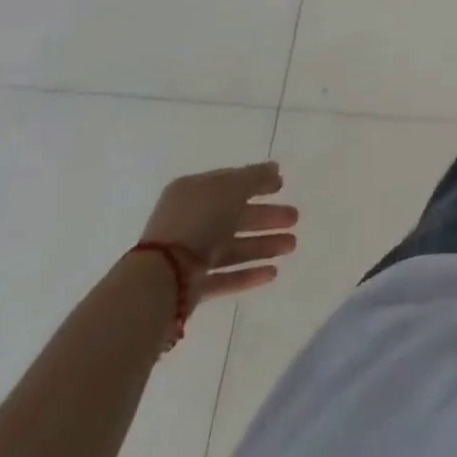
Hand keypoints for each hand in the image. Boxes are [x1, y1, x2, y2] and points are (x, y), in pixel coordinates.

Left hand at [139, 163, 297, 301]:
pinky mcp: (191, 287)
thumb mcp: (231, 189)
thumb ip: (255, 177)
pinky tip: (272, 273)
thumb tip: (274, 169)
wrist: (161, 281)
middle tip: (295, 218)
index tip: (282, 185)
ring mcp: (189, 256)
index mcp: (193, 192)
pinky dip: (248, 274)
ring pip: (233, 246)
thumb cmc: (197, 222)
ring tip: (291, 246)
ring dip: (263, 245)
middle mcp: (190, 221)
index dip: (257, 182)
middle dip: (266, 217)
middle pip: (235, 216)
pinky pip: (224, 276)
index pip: (230, 183)